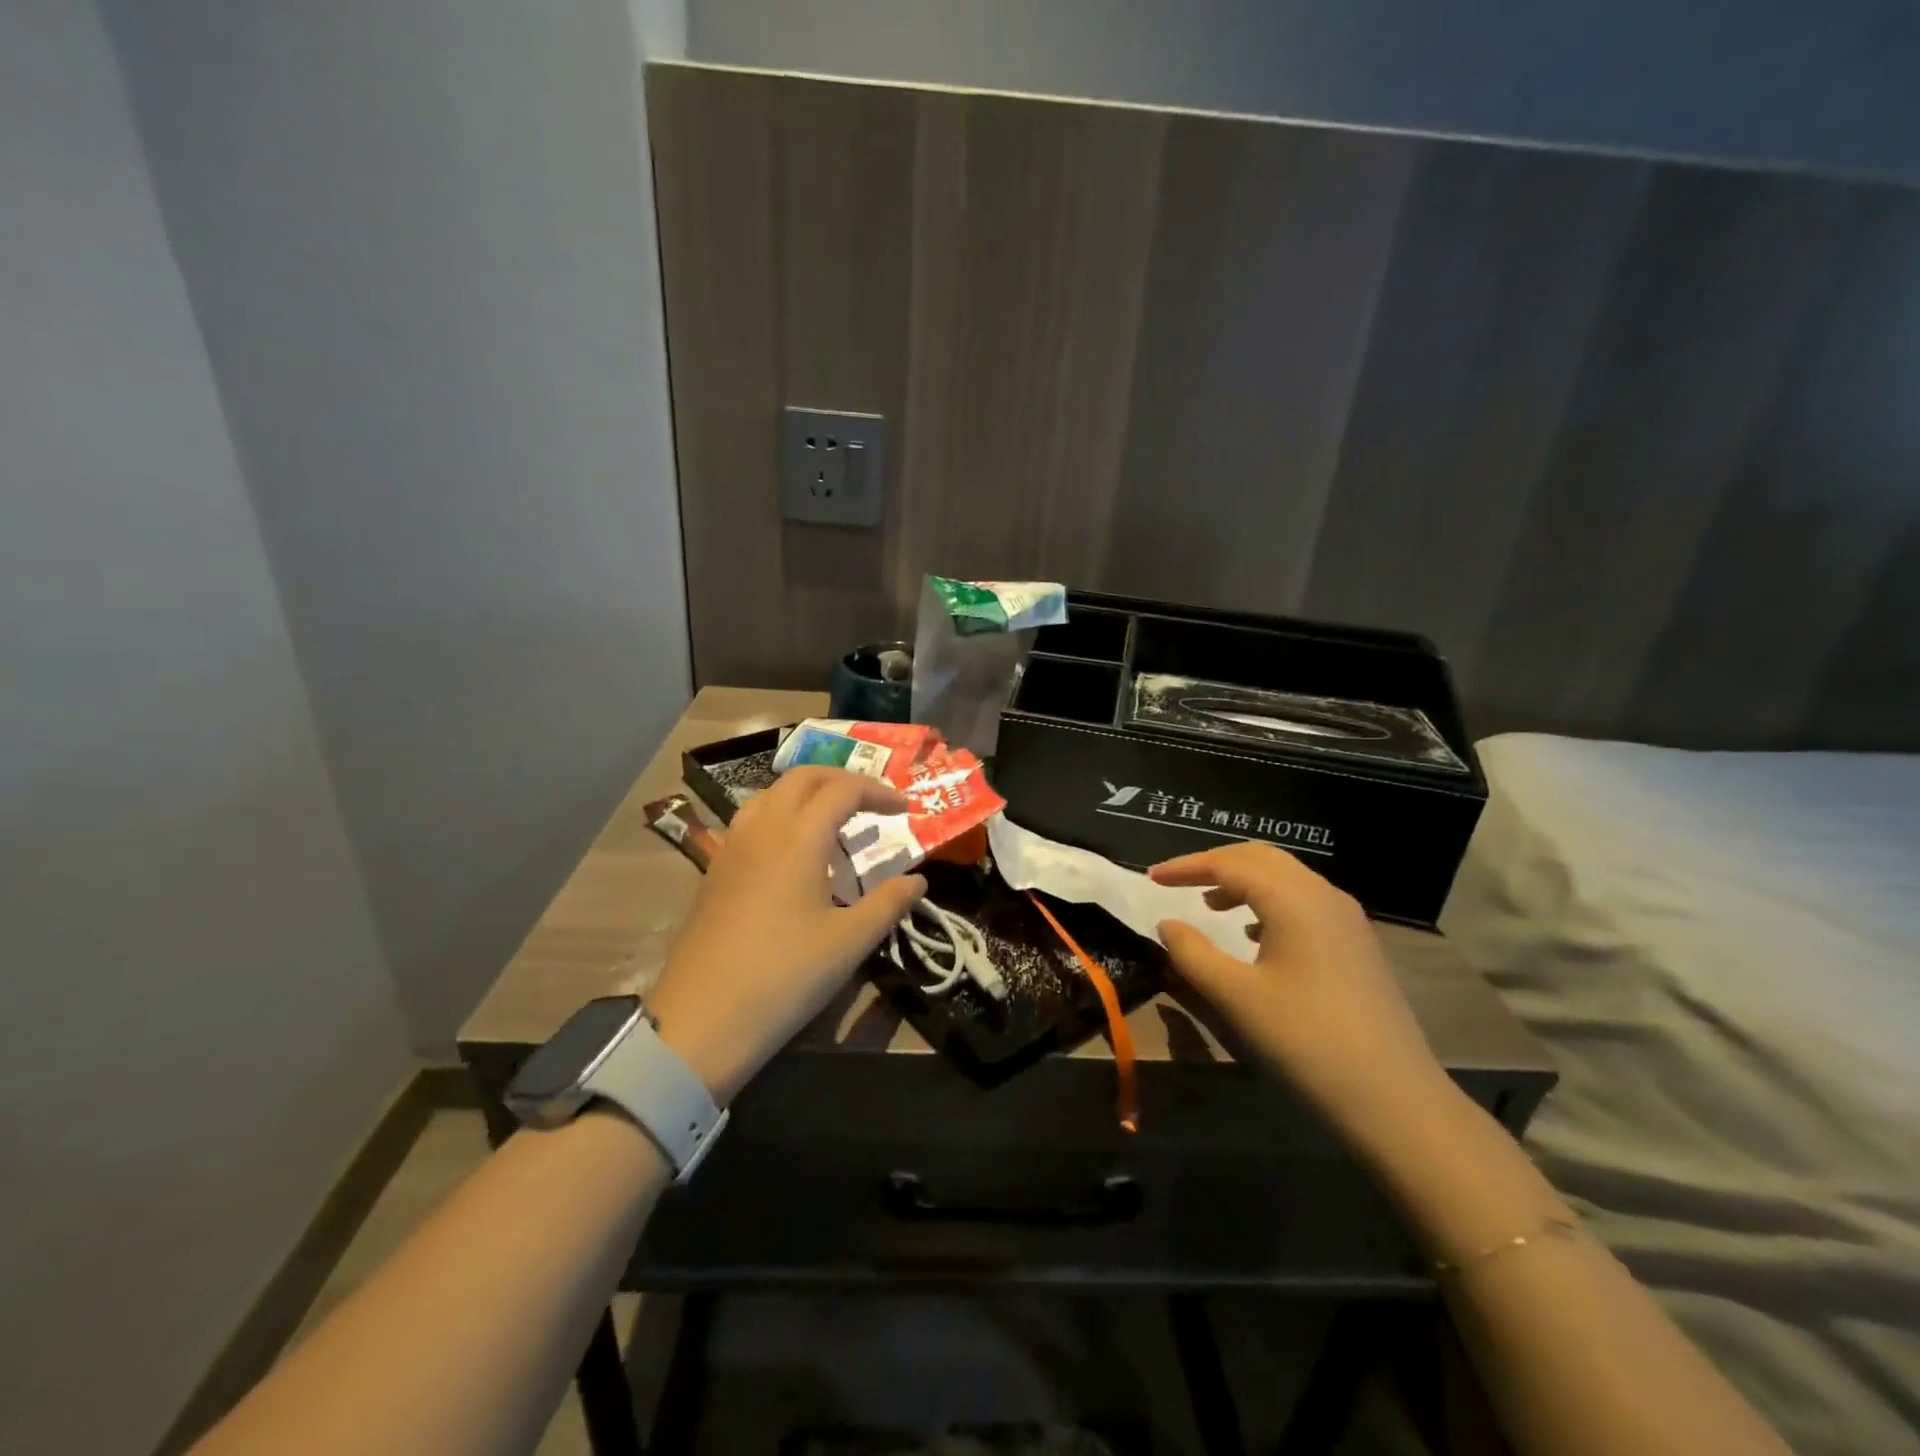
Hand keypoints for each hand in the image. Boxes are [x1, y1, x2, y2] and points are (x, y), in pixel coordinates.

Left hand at [647, 768, 925, 1102]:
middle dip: (842, 780)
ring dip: (807, 793)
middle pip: (803, 778)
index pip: (843, 790)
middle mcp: (762, 829)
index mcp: (798, 838)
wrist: (701, 1021)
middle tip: (872, 803)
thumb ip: (888, 904)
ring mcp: (732, 847)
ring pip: (771, 794)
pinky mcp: (715, 870)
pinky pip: (751, 820)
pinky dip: (781, 815)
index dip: (878, 792)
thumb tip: (918, 881)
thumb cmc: (785, 977)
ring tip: (834, 820)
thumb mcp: (849, 942)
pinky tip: (793, 852)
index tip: (906, 808)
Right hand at [1149, 844, 1448, 1122]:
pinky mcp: (1357, 944)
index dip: (1186, 866)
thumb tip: (1168, 924)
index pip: (1229, 864)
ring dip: (1243, 882)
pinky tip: (1254, 937)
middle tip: (1178, 882)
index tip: (1151, 878)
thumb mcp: (1235, 997)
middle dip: (1215, 864)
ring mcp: (1347, 919)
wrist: (1394, 1099)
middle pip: (1261, 858)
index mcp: (1293, 900)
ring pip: (1286, 878)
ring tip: (1210, 906)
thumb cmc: (1305, 1041)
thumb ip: (1192, 954)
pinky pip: (1304, 902)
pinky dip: (1269, 903)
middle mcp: (1324, 896)